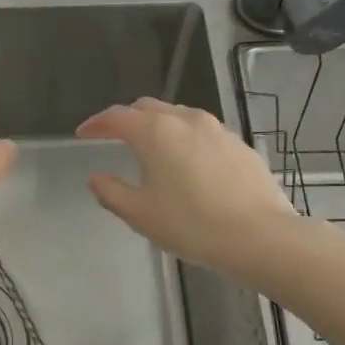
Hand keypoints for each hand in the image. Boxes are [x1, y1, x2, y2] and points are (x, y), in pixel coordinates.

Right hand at [76, 99, 296, 273]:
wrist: (260, 236)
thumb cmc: (192, 225)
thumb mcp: (141, 214)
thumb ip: (112, 192)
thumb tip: (96, 178)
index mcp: (155, 132)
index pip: (117, 116)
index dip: (96, 123)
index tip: (83, 134)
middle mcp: (185, 120)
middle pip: (148, 108)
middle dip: (127, 119)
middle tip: (114, 136)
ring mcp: (217, 129)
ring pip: (178, 116)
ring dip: (159, 126)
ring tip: (152, 149)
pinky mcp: (239, 144)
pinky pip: (203, 132)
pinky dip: (186, 139)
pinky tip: (188, 164)